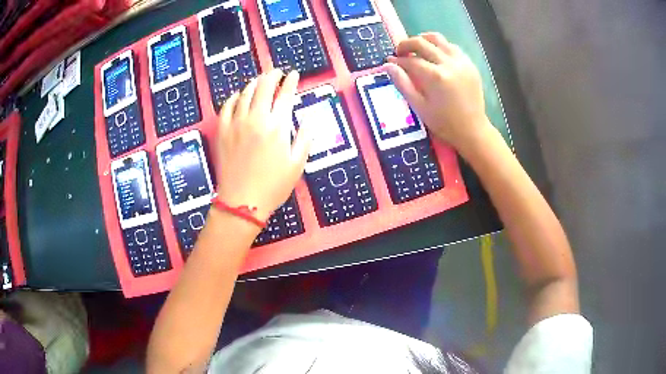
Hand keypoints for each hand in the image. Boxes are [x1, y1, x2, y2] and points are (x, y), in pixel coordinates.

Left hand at [215, 69, 310, 221]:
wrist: (242, 202)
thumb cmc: (273, 185)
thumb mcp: (297, 164)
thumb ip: (305, 137)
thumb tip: (310, 118)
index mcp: (277, 126)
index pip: (285, 95)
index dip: (291, 81)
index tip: (294, 74)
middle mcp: (256, 118)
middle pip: (264, 87)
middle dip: (272, 75)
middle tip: (277, 72)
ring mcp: (236, 123)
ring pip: (245, 93)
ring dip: (255, 83)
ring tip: (260, 81)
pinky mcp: (222, 131)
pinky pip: (227, 106)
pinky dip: (234, 97)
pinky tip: (239, 96)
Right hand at [385, 32, 490, 151]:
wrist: (472, 130)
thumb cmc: (444, 122)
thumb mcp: (419, 107)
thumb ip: (402, 84)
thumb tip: (388, 65)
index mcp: (435, 77)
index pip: (410, 60)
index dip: (397, 60)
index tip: (390, 61)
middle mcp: (448, 64)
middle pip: (422, 43)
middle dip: (406, 44)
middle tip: (400, 52)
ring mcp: (461, 62)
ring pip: (438, 39)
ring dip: (423, 40)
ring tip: (417, 48)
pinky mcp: (469, 64)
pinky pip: (452, 47)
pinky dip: (440, 46)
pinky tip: (435, 54)